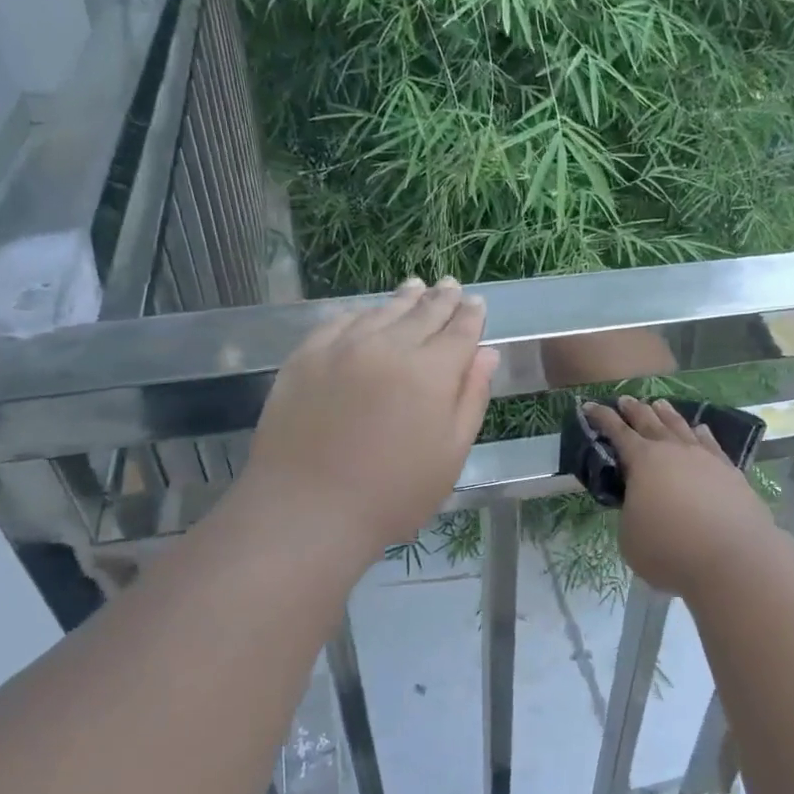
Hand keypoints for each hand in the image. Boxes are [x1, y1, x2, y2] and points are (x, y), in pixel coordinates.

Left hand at [244, 278, 499, 553]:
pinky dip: (360, 313)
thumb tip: (487, 353)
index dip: (471, 315)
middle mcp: (389, 347)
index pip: (459, 331)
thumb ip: (470, 398)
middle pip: (422, 313)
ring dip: (402, 299)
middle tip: (450, 285)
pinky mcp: (306, 357)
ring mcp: (342, 348)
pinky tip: (365, 313)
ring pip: (380, 312)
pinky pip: (339, 322)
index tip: (477, 303)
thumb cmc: (393, 493)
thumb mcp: (451, 454)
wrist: (308, 508)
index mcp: (431, 371)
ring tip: (415, 287)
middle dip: (441, 299)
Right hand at [582, 397, 774, 596]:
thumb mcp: (630, 536)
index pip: (617, 432)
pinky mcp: (730, 472)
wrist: (733, 558)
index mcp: (643, 461)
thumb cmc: (670, 549)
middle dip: (634, 410)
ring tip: (660, 404)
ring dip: (667, 414)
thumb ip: (630, 512)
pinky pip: (711, 444)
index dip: (602, 418)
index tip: (589, 405)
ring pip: (682, 427)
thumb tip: (640, 503)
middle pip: (650, 422)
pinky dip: (702, 434)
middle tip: (625, 399)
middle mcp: (674, 451)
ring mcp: (705, 458)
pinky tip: (700, 429)